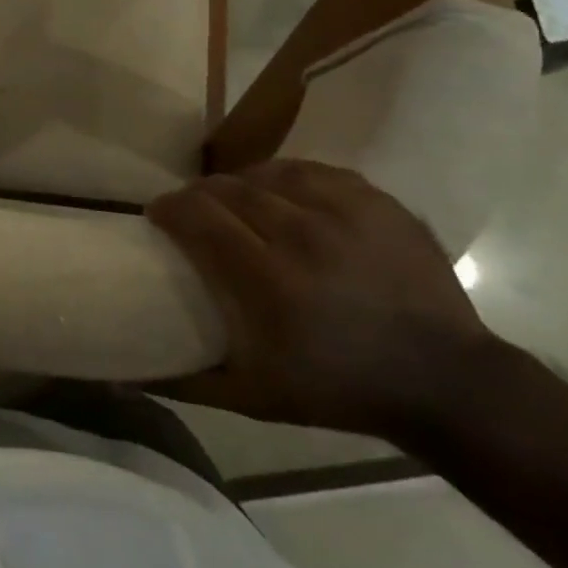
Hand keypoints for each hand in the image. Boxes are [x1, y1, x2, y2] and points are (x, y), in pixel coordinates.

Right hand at [146, 160, 497, 439]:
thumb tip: (123, 377)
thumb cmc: (340, 390)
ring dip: (240, 183)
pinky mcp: (376, 201)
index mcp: (269, 279)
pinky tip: (281, 191)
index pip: (198, 215)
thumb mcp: (256, 397)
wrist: (445, 380)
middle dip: (198, 194)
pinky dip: (285, 176)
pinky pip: (313, 170)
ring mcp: (345, 212)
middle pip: (228, 188)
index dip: (169, 207)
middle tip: (191, 210)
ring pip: (268, 173)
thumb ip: (187, 381)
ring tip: (234, 199)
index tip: (157, 215)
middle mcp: (302, 234)